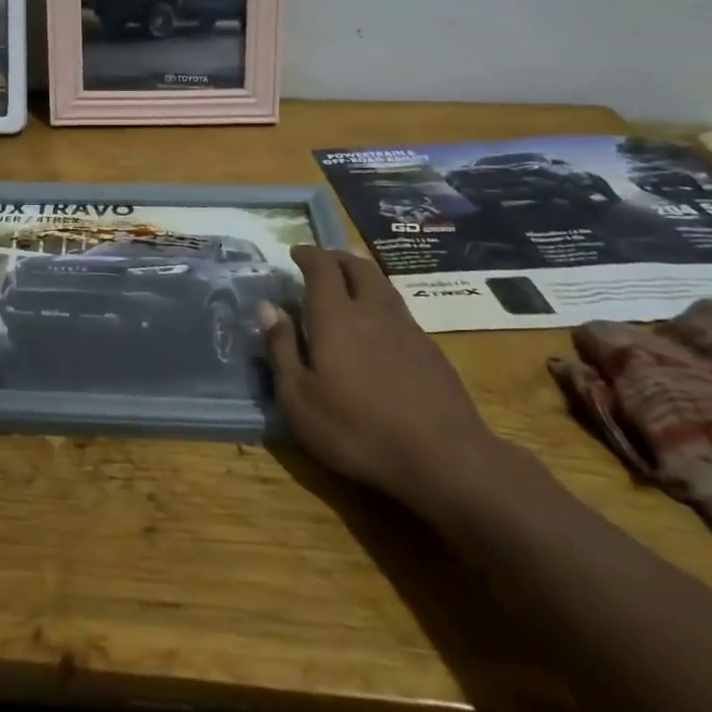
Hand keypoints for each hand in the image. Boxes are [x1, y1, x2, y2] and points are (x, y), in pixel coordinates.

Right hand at [261, 247, 511, 516]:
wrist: (444, 458)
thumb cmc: (357, 429)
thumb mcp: (299, 398)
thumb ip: (281, 348)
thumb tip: (268, 307)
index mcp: (335, 316)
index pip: (322, 267)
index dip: (307, 255)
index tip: (295, 253)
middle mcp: (372, 311)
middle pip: (357, 266)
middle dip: (336, 258)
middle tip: (321, 263)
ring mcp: (406, 328)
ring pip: (382, 285)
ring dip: (361, 274)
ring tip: (348, 283)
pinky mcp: (431, 350)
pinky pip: (399, 309)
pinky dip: (380, 302)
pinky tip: (377, 325)